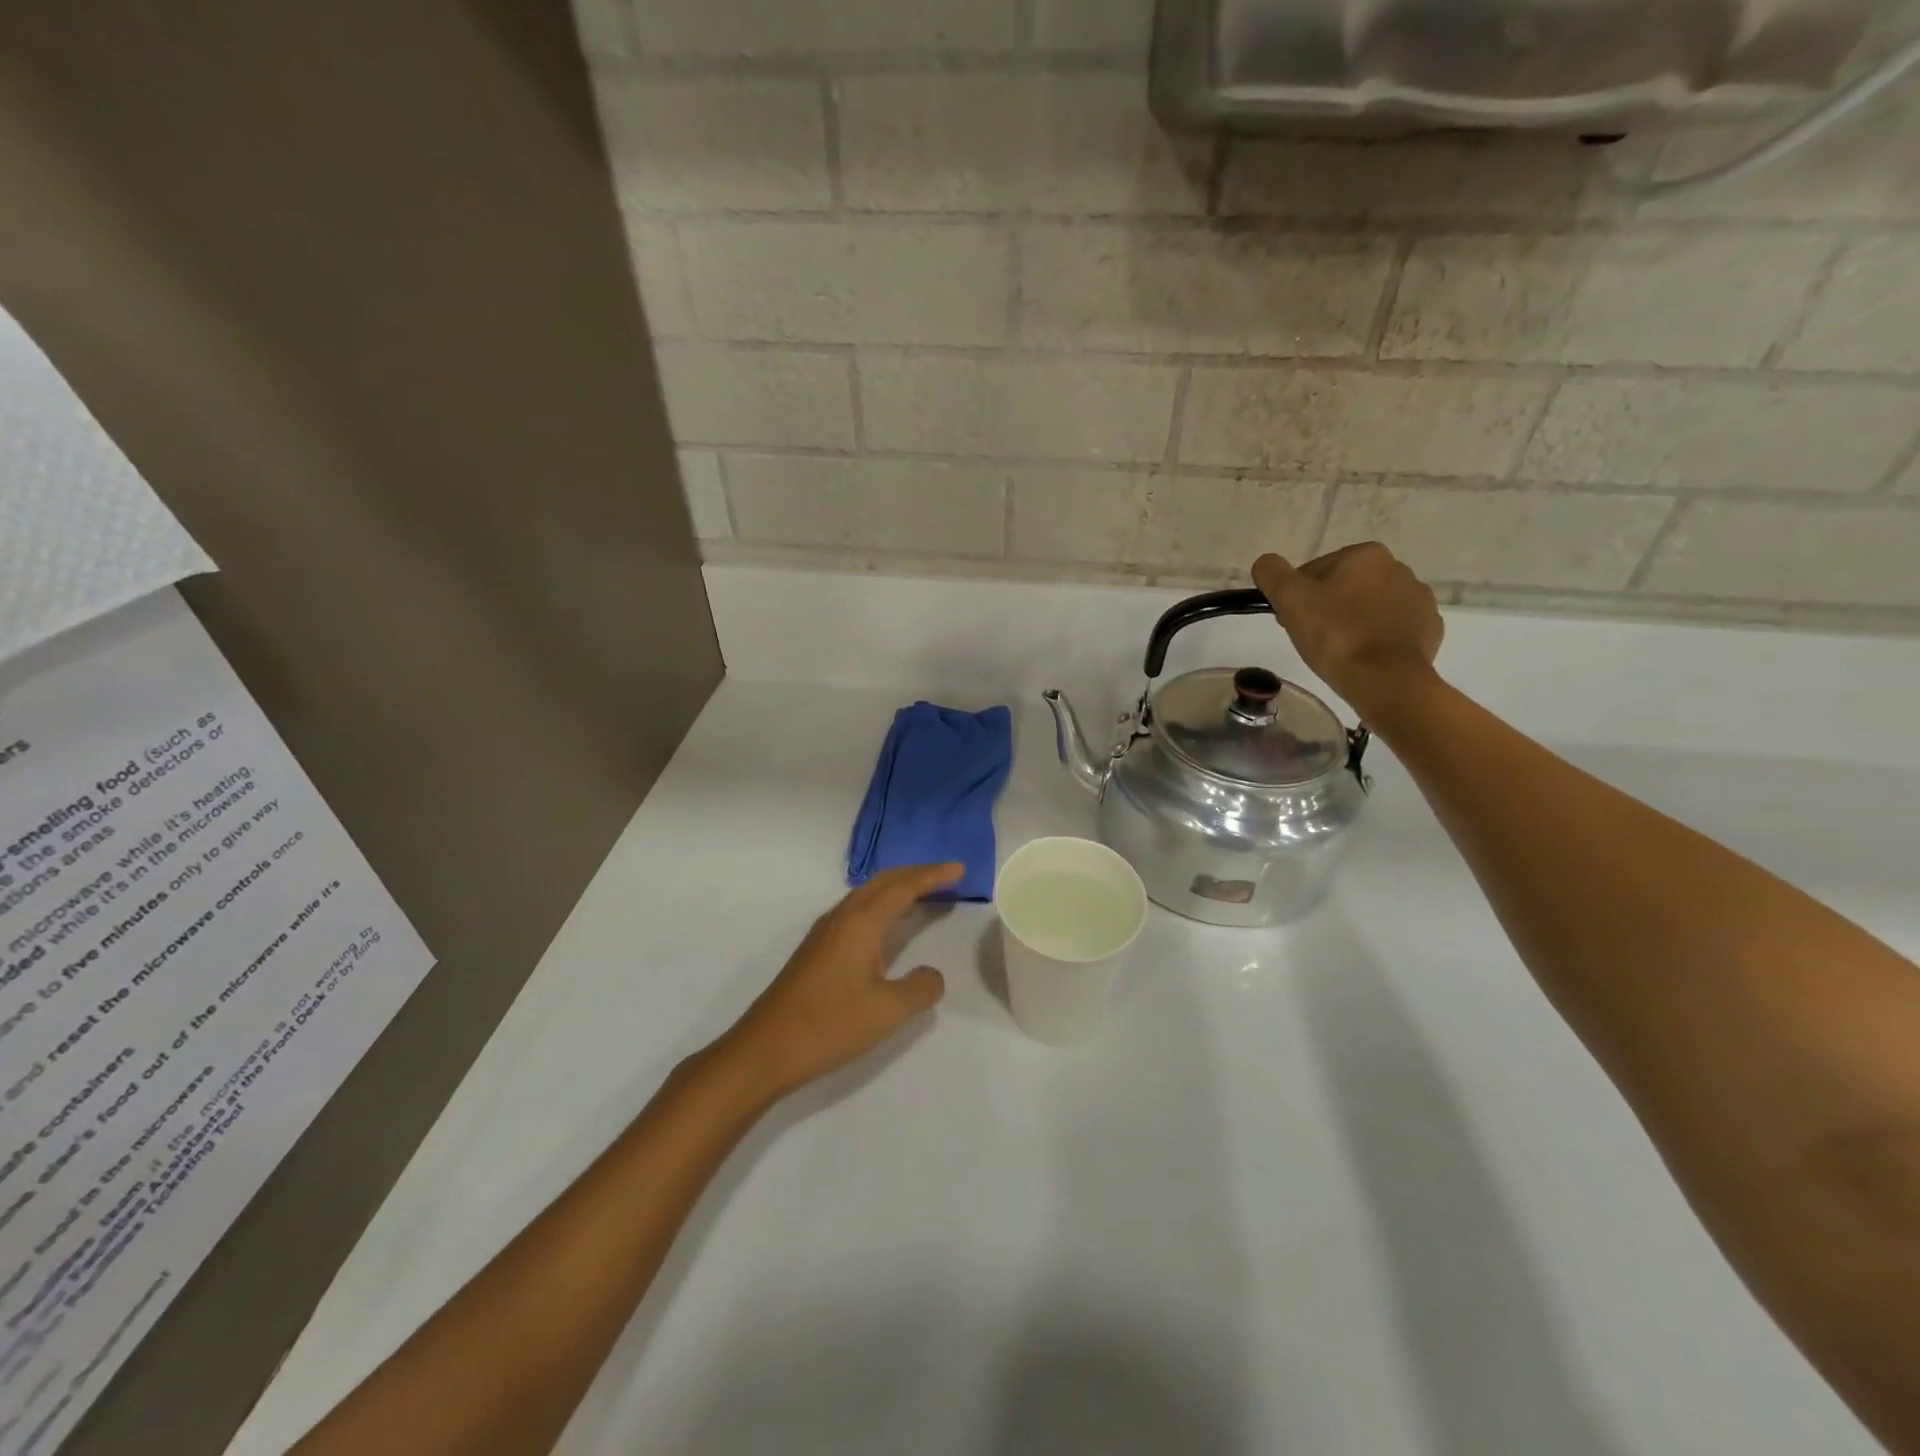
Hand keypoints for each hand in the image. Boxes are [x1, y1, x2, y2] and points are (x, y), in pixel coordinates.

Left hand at [720, 863, 961, 1101]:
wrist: (764, 1049)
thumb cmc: (829, 1025)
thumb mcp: (888, 1011)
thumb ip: (920, 988)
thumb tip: (931, 974)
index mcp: (861, 923)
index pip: (904, 887)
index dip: (933, 876)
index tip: (959, 868)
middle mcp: (842, 918)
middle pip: (882, 882)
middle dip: (915, 874)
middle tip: (945, 875)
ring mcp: (824, 934)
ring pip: (865, 895)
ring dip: (895, 888)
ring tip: (921, 894)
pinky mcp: (815, 951)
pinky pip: (855, 911)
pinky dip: (879, 906)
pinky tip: (884, 926)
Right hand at [1252, 543, 1443, 713]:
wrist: (1386, 679)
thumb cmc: (1335, 635)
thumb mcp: (1290, 599)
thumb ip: (1272, 573)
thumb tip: (1266, 563)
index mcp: (1366, 555)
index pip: (1316, 571)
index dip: (1298, 596)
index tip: (1291, 621)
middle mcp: (1399, 568)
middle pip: (1345, 587)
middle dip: (1326, 607)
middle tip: (1311, 637)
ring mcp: (1419, 599)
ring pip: (1370, 607)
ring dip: (1352, 622)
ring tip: (1338, 651)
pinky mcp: (1429, 628)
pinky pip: (1393, 628)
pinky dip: (1377, 638)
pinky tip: (1363, 657)